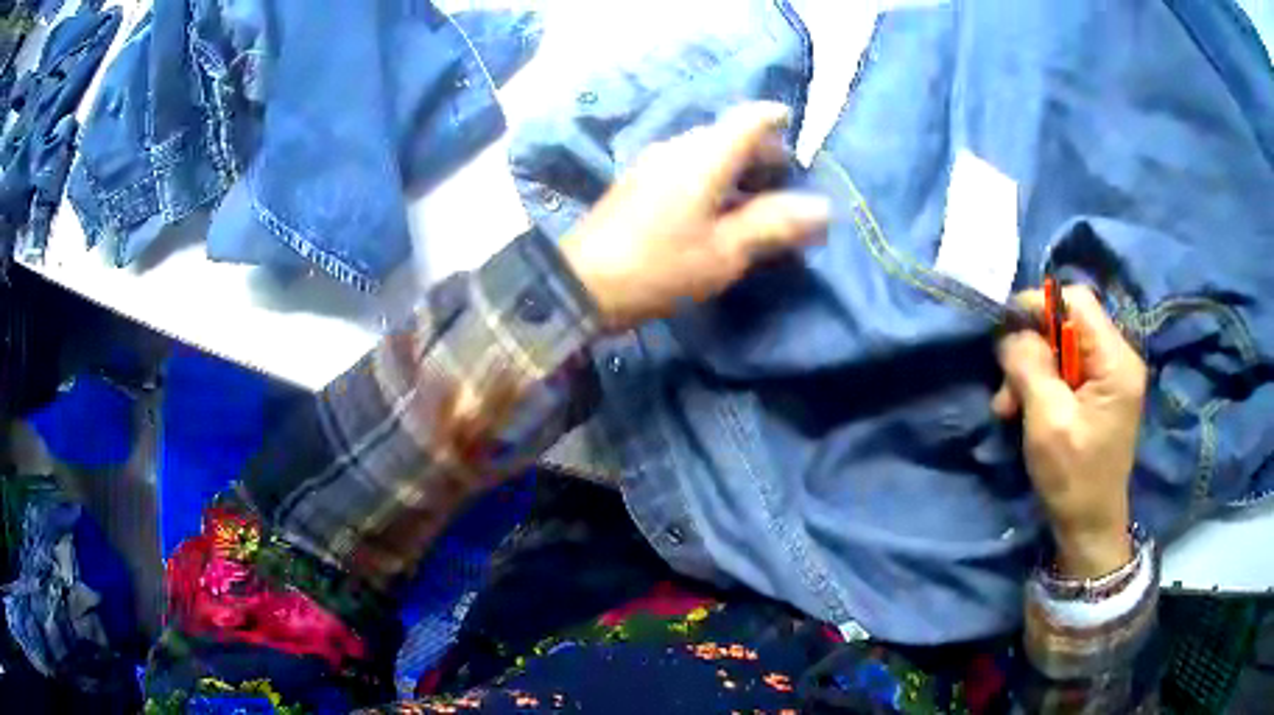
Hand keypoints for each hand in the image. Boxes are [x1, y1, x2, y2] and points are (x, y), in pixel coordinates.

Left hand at [559, 102, 830, 332]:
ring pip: (706, 151)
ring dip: (736, 167)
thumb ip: (773, 225)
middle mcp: (678, 148)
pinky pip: (686, 167)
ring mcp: (653, 164)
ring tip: (757, 198)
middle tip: (785, 179)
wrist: (581, 284)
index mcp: (704, 157)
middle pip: (728, 134)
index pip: (749, 119)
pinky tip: (718, 209)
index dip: (776, 120)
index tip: (796, 131)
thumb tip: (822, 208)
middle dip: (761, 151)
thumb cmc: (659, 267)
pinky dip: (712, 178)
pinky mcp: (638, 183)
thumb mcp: (725, 252)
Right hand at [992, 286, 1146, 578]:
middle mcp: (1118, 358)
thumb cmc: (1074, 479)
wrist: (1090, 528)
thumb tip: (1010, 332)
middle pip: (1068, 324)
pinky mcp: (1100, 394)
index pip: (1076, 301)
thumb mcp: (1048, 422)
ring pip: (1062, 348)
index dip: (1038, 305)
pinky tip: (1024, 409)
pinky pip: (1067, 370)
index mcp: (1116, 360)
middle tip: (1005, 388)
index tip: (1004, 330)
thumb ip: (1030, 367)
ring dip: (1031, 370)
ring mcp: (1111, 376)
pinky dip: (1041, 384)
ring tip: (1008, 406)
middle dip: (1031, 349)